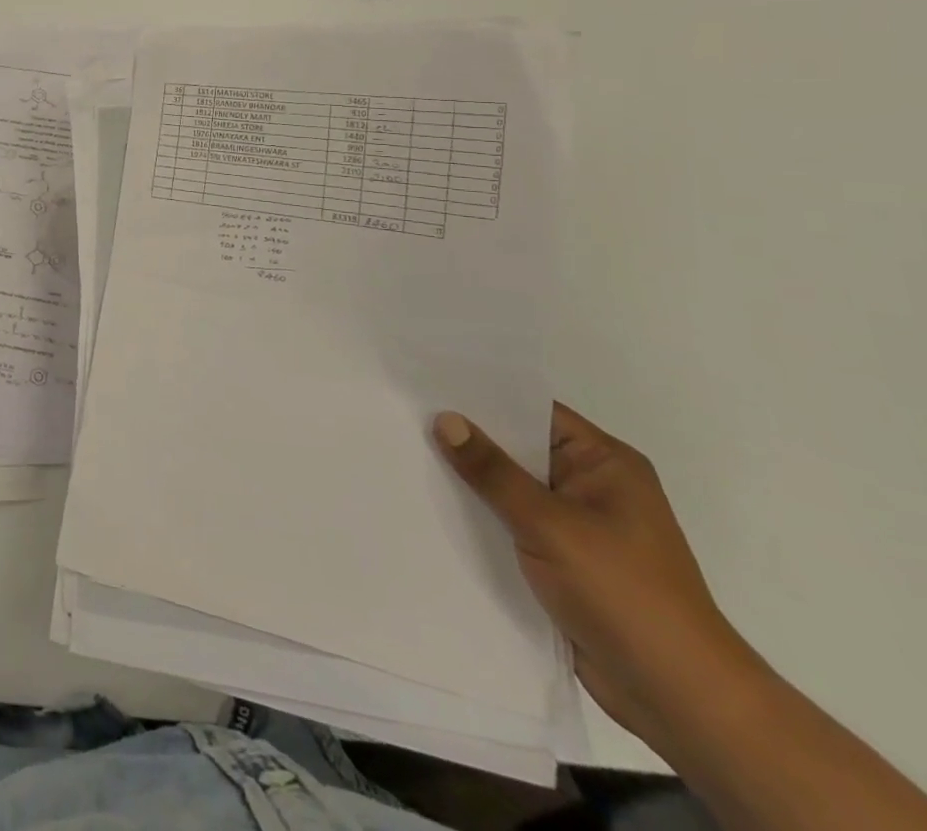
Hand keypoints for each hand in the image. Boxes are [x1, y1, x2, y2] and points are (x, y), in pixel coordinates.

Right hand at [433, 404, 750, 747]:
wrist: (678, 699)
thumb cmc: (625, 595)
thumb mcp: (551, 525)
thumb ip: (494, 472)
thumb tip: (445, 418)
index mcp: (606, 464)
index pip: (533, 412)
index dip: (481, 397)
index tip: (426, 383)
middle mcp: (593, 486)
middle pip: (517, 447)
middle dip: (466, 437)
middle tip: (403, 415)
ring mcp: (578, 525)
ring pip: (510, 487)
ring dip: (469, 479)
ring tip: (405, 452)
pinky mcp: (563, 558)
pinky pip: (510, 521)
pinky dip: (479, 514)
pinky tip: (433, 504)